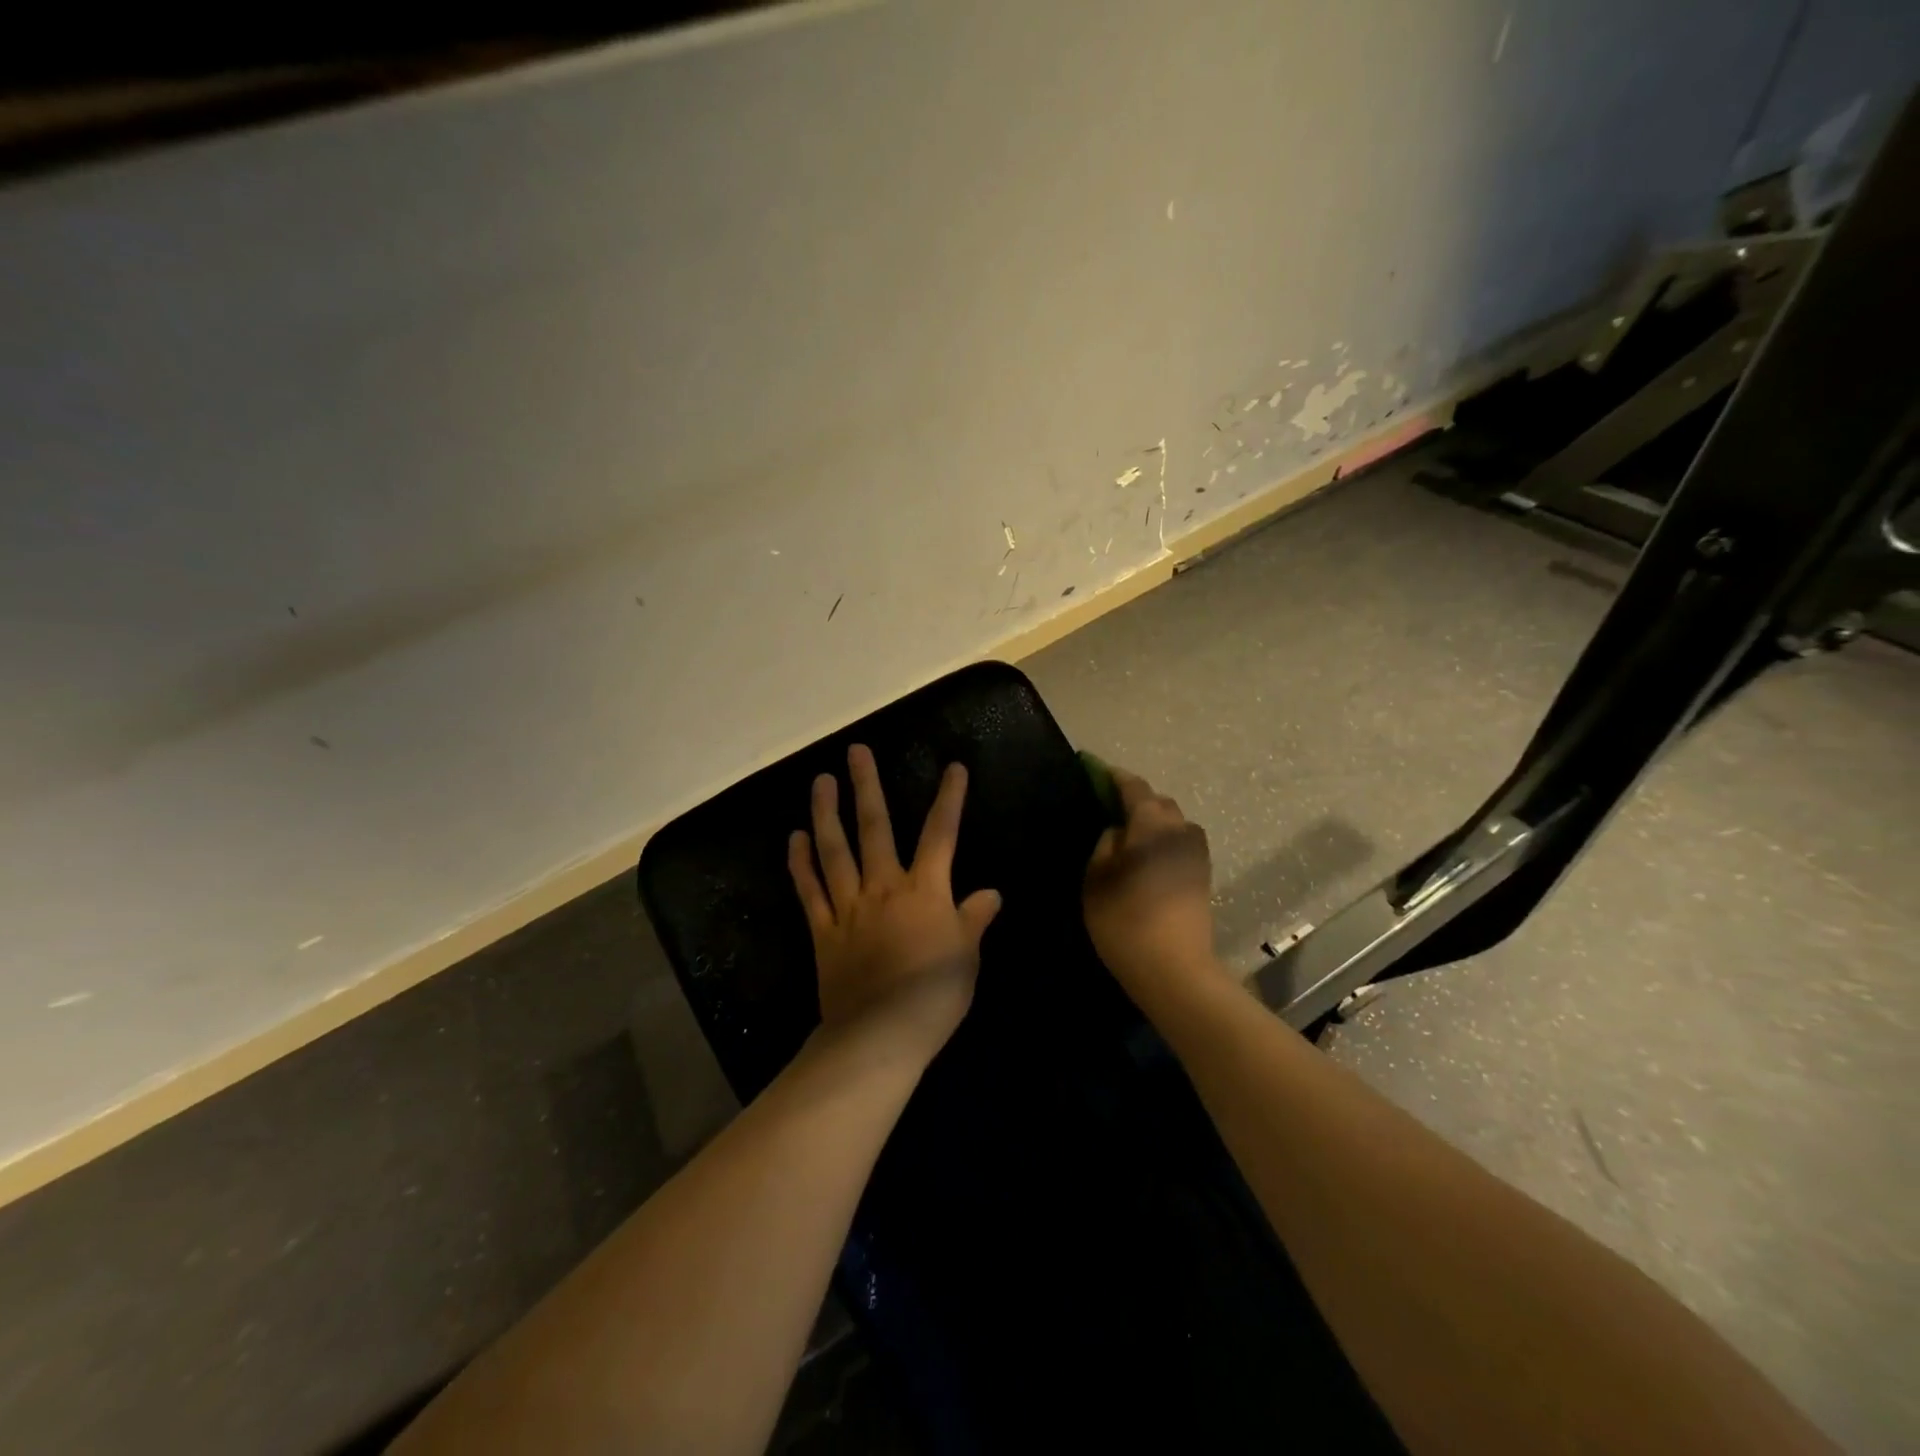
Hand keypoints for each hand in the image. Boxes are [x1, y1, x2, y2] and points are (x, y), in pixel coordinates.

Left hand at [789, 744, 1001, 1056]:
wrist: (881, 1034)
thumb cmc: (934, 995)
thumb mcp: (967, 955)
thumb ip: (974, 918)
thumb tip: (990, 893)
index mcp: (925, 890)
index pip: (941, 834)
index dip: (949, 799)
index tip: (953, 767)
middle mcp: (884, 887)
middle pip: (875, 828)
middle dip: (868, 787)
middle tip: (856, 751)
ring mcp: (849, 907)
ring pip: (835, 851)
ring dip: (827, 813)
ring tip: (820, 781)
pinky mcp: (823, 931)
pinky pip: (810, 891)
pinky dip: (801, 864)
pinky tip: (795, 838)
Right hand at [1083, 766, 1216, 992]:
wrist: (1174, 969)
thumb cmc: (1125, 919)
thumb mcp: (1097, 878)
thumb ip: (1105, 844)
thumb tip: (1117, 830)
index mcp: (1152, 824)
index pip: (1134, 787)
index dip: (1113, 776)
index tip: (1094, 770)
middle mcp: (1181, 830)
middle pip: (1159, 802)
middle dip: (1136, 799)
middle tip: (1108, 808)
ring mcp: (1197, 854)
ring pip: (1173, 823)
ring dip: (1152, 821)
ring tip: (1128, 836)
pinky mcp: (1203, 876)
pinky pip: (1180, 844)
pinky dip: (1162, 841)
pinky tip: (1146, 858)